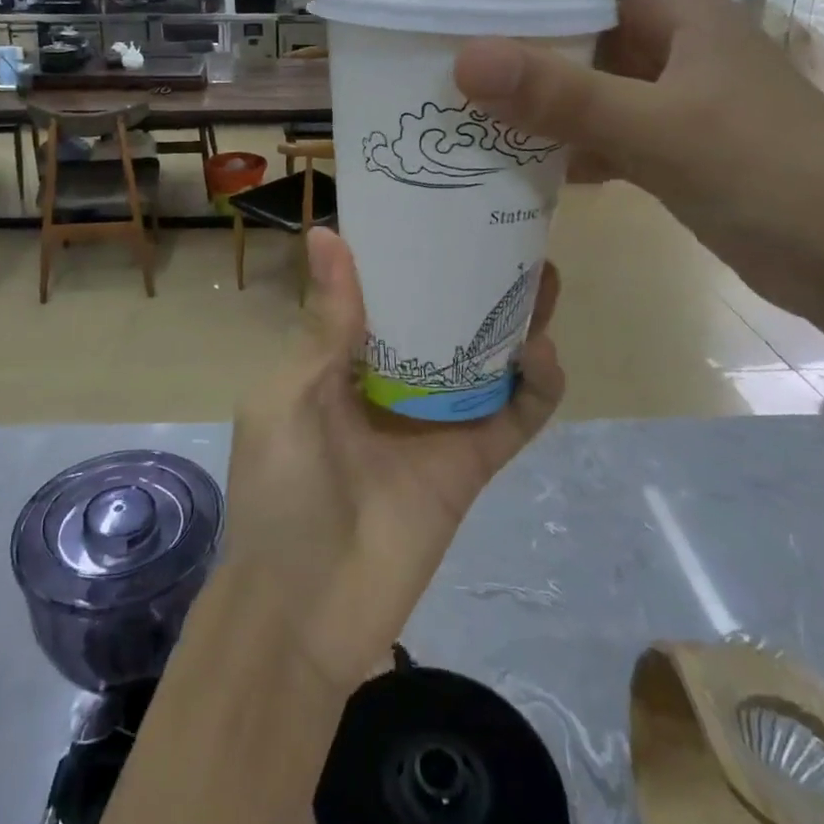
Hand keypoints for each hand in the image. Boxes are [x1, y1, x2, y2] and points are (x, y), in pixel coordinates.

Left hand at [220, 229, 565, 691]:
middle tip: (508, 236)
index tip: (435, 209)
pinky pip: (514, 417)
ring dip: (516, 321)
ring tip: (543, 277)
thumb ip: (324, 325)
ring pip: (485, 359)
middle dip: (472, 280)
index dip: (406, 254)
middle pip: (443, 319)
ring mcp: (436, 421)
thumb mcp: (288, 397)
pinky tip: (540, 353)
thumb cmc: (280, 492)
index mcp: (341, 359)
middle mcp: (392, 381)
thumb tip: (327, 233)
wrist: (303, 614)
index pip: (382, 293)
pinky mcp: (472, 464)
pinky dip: (535, 386)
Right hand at [435, 0, 823, 323]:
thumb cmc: (778, 178)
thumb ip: (565, 97)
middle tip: (430, 7)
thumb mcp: (665, 131)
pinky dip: (546, 133)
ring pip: (574, 64)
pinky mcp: (661, 142)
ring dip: (519, 70)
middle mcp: (665, 39)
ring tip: (452, 80)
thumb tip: (465, 59)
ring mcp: (663, 93)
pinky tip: (508, 156)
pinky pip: (585, 122)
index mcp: (676, 8)